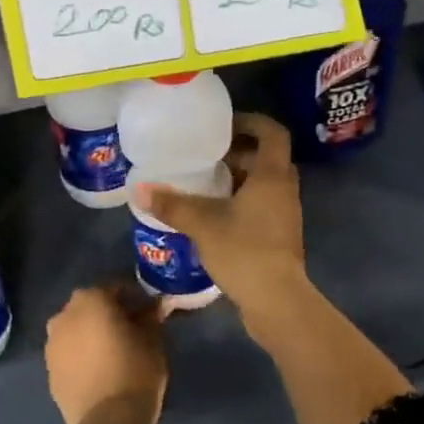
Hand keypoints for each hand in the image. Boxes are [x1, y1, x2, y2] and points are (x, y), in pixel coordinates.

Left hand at [44, 281, 168, 423]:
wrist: (108, 421)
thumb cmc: (136, 370)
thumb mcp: (153, 339)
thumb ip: (151, 317)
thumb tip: (157, 306)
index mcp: (90, 299)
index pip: (116, 288)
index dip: (135, 298)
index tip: (150, 311)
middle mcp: (64, 315)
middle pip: (91, 307)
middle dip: (110, 314)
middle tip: (132, 330)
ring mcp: (51, 345)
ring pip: (76, 331)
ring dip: (92, 335)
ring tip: (114, 352)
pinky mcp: (49, 372)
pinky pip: (69, 355)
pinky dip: (82, 357)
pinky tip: (100, 371)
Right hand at [137, 112, 306, 316]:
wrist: (276, 301)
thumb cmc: (244, 251)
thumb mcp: (203, 224)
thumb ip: (172, 205)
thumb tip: (138, 189)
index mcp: (272, 176)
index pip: (272, 133)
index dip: (251, 122)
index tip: (223, 124)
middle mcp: (284, 190)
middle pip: (266, 158)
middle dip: (238, 152)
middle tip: (205, 154)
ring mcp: (285, 215)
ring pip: (263, 185)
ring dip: (238, 179)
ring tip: (203, 183)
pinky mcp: (279, 238)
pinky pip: (261, 207)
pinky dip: (240, 203)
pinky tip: (212, 215)